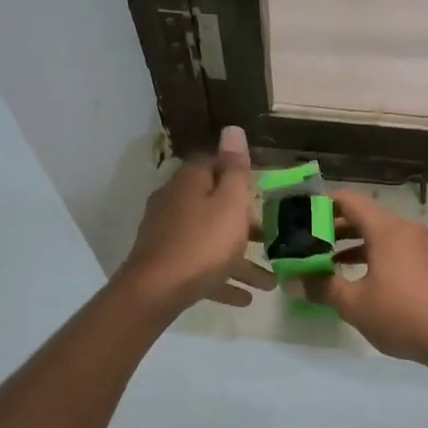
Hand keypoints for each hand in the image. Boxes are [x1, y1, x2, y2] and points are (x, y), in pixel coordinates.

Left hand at [116, 126, 273, 314]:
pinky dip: (222, 278)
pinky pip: (201, 267)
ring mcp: (168, 234)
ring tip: (270, 281)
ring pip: (211, 240)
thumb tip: (232, 129)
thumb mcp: (230, 203)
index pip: (214, 164)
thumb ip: (235, 168)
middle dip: (244, 221)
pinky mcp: (166, 264)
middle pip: (214, 204)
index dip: (239, 174)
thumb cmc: (203, 242)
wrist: (156, 291)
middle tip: (271, 236)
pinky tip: (245, 298)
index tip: (263, 190)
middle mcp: (175, 202)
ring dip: (240, 258)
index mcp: (190, 182)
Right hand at [299, 190, 427, 367]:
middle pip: (364, 217)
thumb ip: (322, 288)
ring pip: (380, 235)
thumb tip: (294, 281)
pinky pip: (394, 249)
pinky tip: (359, 279)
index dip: (322, 204)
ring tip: (326, 263)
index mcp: (386, 229)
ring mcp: (421, 246)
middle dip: (334, 228)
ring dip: (352, 245)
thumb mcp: (355, 304)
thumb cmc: (402, 315)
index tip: (300, 217)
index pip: (349, 201)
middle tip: (306, 243)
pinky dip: (373, 255)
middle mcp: (405, 229)